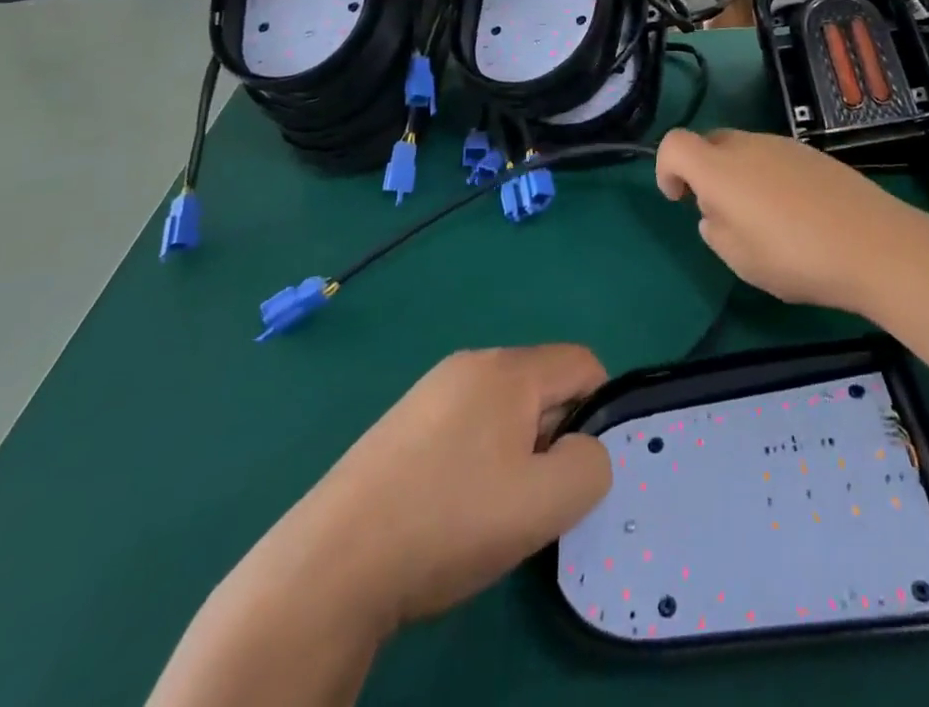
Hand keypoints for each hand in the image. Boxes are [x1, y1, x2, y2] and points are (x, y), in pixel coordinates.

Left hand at [303, 345, 614, 626]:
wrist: (330, 565)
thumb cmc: (448, 522)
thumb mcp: (542, 504)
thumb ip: (590, 468)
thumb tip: (584, 450)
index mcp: (508, 369)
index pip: (583, 363)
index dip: (597, 413)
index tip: (575, 470)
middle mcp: (471, 363)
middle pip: (543, 385)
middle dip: (553, 436)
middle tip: (530, 498)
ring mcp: (431, 391)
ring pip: (504, 409)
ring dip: (515, 452)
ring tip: (488, 511)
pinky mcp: (404, 422)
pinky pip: (466, 425)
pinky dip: (477, 459)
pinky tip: (450, 509)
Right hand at [655, 129, 928, 314]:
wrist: (874, 244)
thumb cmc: (794, 257)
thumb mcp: (739, 259)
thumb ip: (715, 229)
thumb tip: (716, 213)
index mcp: (720, 168)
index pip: (674, 144)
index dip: (666, 169)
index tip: (679, 200)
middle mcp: (748, 145)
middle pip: (711, 144)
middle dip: (705, 173)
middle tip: (722, 215)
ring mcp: (785, 145)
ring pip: (745, 151)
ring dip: (739, 177)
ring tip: (764, 222)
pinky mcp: (815, 154)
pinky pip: (776, 158)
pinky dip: (770, 178)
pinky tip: (796, 215)